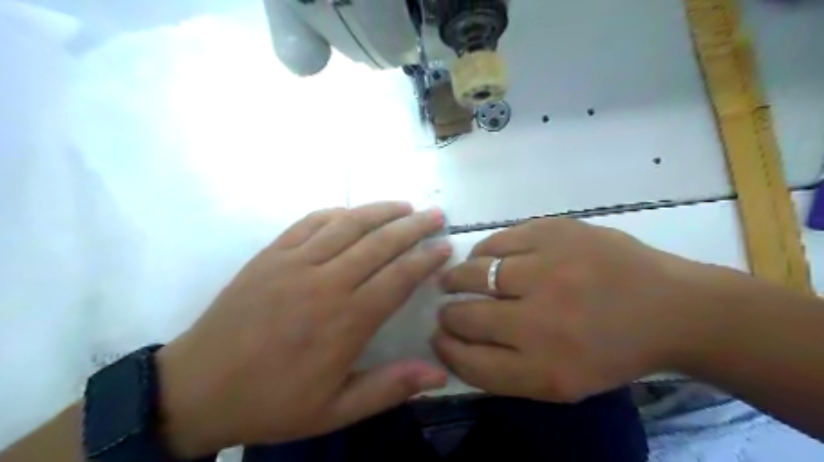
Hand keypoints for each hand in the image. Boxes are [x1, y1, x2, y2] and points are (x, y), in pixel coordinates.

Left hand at [154, 201, 449, 454]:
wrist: (197, 388)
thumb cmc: (272, 401)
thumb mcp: (334, 410)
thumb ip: (389, 387)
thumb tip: (439, 372)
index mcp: (346, 321)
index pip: (399, 277)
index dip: (425, 259)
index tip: (444, 247)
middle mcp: (325, 283)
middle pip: (379, 243)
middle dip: (413, 226)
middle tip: (436, 214)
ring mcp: (295, 263)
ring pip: (348, 225)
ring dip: (381, 211)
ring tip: (405, 205)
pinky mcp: (271, 254)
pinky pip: (310, 222)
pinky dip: (336, 213)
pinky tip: (351, 212)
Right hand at [436, 219, 715, 401]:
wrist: (669, 307)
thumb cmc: (612, 350)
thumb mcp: (561, 382)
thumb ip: (504, 370)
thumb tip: (453, 344)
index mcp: (545, 369)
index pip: (470, 362)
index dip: (446, 350)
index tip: (438, 338)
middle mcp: (541, 320)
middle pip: (465, 317)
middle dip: (447, 315)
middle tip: (447, 310)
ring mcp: (547, 269)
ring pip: (472, 273)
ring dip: (456, 279)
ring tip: (456, 280)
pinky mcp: (553, 232)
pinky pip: (495, 241)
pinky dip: (482, 252)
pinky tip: (485, 258)